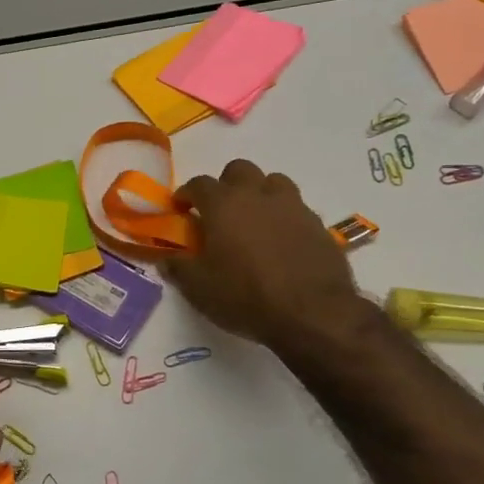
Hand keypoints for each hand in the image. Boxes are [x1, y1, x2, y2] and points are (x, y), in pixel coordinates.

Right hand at [164, 159, 364, 350]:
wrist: (313, 314)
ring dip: (259, 193)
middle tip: (219, 211)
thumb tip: (164, 258)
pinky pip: (296, 208)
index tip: (181, 209)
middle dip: (226, 184)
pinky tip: (281, 242)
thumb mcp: (198, 288)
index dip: (187, 194)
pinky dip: (284, 216)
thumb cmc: (246, 296)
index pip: (199, 183)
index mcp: (223, 204)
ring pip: (273, 182)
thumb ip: (178, 267)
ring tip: (254, 220)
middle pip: (239, 170)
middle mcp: (258, 195)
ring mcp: (293, 206)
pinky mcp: (318, 224)